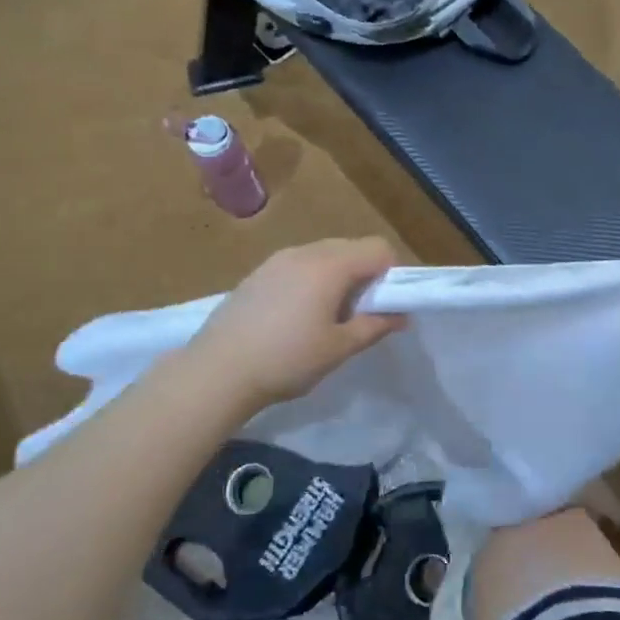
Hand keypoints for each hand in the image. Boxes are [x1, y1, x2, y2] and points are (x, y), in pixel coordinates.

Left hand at [184, 238, 405, 414]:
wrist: (217, 371)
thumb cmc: (287, 359)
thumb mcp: (339, 348)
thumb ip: (375, 326)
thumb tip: (401, 315)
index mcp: (331, 265)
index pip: (379, 248)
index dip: (392, 273)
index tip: (385, 304)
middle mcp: (305, 252)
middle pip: (351, 247)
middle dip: (365, 274)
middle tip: (359, 314)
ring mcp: (277, 260)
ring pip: (324, 255)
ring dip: (338, 276)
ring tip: (327, 317)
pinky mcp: (258, 273)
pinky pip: (299, 265)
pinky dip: (311, 280)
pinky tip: (296, 316)